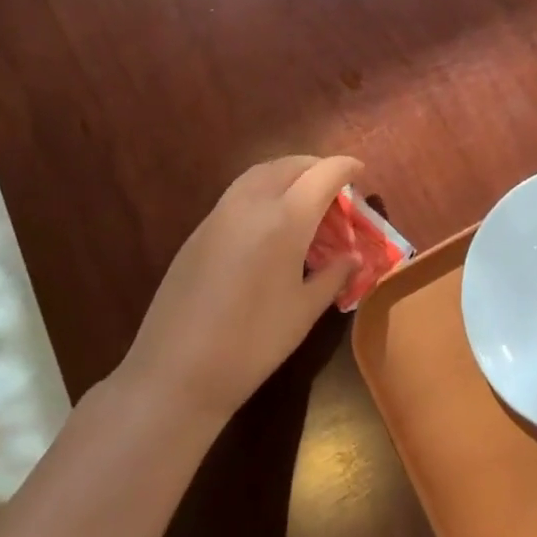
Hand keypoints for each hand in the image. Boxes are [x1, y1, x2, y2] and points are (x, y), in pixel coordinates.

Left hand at [115, 155, 361, 422]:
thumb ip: (334, 275)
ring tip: (304, 197)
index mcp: (285, 219)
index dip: (345, 167)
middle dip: (316, 166)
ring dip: (287, 174)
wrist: (175, 371)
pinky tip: (270, 222)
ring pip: (259, 174)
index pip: (323, 174)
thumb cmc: (253, 343)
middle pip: (289, 165)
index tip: (360, 170)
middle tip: (335, 184)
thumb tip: (353, 257)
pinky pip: (238, 194)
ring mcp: (219, 214)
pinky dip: (263, 191)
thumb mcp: (304, 311)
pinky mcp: (198, 231)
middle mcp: (251, 204)